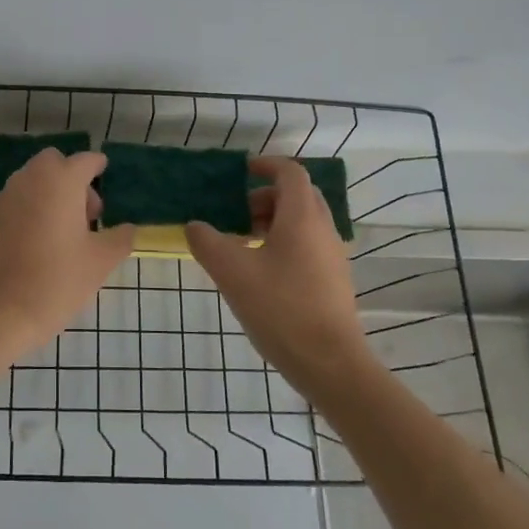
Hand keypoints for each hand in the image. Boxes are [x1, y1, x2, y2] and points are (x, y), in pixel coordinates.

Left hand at [0, 150, 135, 355]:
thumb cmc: (56, 282)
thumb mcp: (100, 262)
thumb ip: (120, 239)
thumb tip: (127, 229)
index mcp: (60, 182)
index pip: (84, 160)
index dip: (97, 166)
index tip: (104, 174)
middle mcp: (28, 180)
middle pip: (53, 164)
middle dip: (71, 178)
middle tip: (86, 214)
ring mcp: (3, 199)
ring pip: (30, 182)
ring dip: (48, 194)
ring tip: (61, 232)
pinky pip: (13, 203)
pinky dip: (27, 211)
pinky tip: (34, 245)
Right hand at [185, 157, 369, 390]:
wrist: (330, 364)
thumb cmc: (281, 308)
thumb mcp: (232, 272)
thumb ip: (207, 243)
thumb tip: (194, 226)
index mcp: (302, 217)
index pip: (290, 173)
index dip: (266, 165)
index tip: (242, 171)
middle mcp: (323, 229)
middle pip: (298, 196)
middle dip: (266, 197)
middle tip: (237, 213)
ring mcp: (332, 256)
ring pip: (304, 223)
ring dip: (274, 222)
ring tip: (243, 244)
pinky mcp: (334, 281)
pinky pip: (308, 246)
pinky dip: (284, 244)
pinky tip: (261, 273)